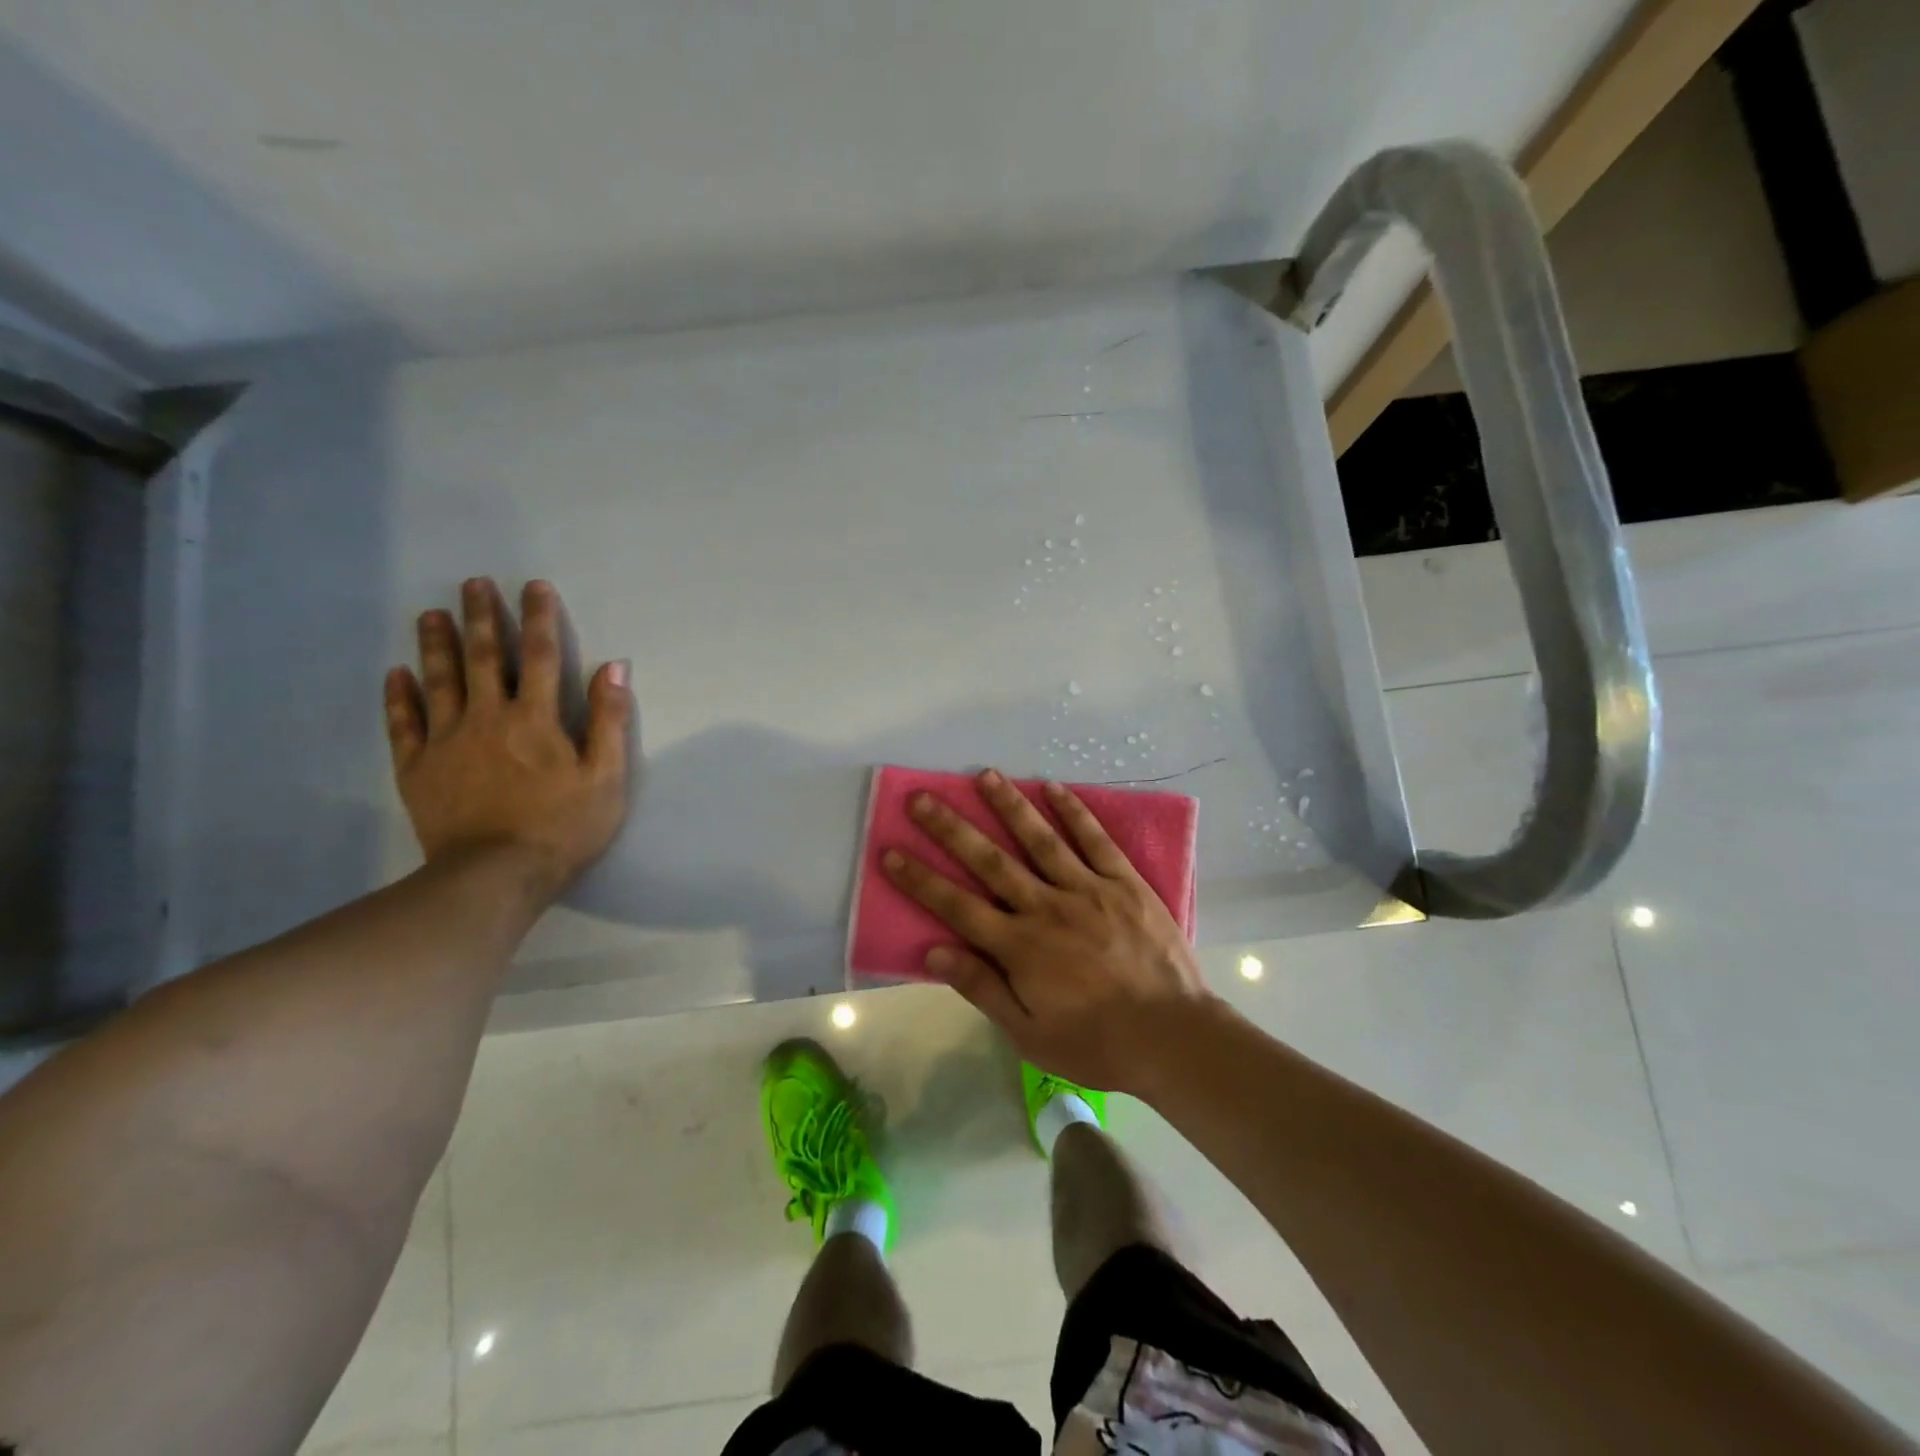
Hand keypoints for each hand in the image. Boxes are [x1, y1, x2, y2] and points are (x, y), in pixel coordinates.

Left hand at [385, 578, 631, 897]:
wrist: (496, 875)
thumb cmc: (563, 826)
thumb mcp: (607, 776)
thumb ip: (610, 720)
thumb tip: (614, 667)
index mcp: (535, 718)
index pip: (540, 655)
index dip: (539, 618)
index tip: (534, 586)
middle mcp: (487, 717)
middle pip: (483, 657)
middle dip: (481, 617)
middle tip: (472, 583)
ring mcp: (446, 740)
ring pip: (439, 680)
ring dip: (436, 644)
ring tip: (430, 614)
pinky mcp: (417, 767)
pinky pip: (404, 723)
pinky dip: (400, 696)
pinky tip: (397, 674)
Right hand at [880, 769, 1219, 1095]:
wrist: (1172, 1036)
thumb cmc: (1096, 1042)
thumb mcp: (1029, 1033)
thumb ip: (982, 988)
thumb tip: (934, 951)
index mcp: (1020, 947)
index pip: (957, 906)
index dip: (921, 879)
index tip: (891, 852)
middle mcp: (1046, 907)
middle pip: (990, 861)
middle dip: (952, 829)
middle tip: (922, 798)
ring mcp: (1088, 889)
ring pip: (1040, 839)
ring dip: (1009, 806)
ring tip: (985, 776)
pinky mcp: (1124, 882)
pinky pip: (1095, 840)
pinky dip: (1073, 812)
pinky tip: (1053, 788)